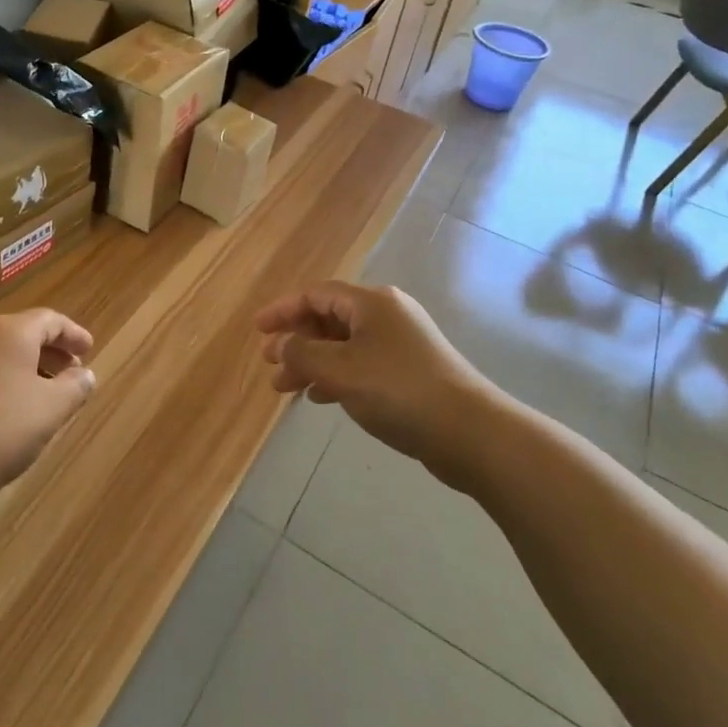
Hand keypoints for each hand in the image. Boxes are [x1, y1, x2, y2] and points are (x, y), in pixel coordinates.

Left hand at [0, 309, 96, 515]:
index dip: (73, 334)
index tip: (88, 350)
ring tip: (30, 394)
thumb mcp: (51, 411)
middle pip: (19, 332)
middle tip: (65, 374)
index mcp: (10, 332)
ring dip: (15, 366)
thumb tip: (84, 374)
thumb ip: (75, 387)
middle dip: (46, 351)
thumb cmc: (0, 433)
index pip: (50, 320)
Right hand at [256, 283, 496, 489]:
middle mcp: (386, 314)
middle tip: (270, 364)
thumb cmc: (398, 390)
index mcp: (370, 302)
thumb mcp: (340, 370)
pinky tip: (319, 398)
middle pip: (329, 318)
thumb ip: (302, 354)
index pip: (315, 295)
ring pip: (343, 345)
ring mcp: (400, 343)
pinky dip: (335, 376)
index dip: (282, 310)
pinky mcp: (409, 371)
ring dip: (312, 362)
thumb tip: (281, 345)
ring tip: (285, 389)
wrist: (470, 432)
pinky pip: (360, 364)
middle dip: (296, 340)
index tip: (257, 330)